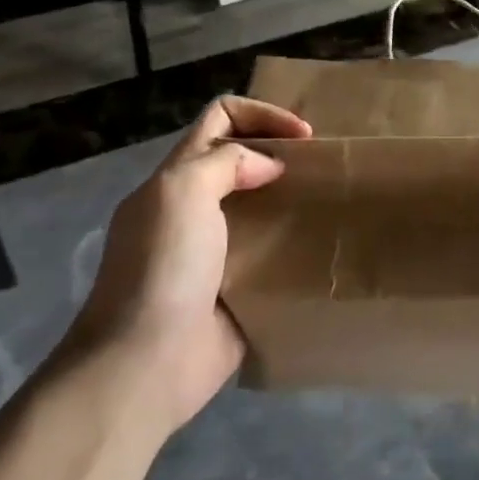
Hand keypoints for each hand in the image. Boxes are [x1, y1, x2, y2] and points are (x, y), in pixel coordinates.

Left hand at [65, 95, 310, 430]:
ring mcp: (217, 251)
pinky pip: (273, 255)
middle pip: (243, 160)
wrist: (145, 364)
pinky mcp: (238, 288)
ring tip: (332, 203)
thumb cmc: (162, 269)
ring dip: (295, 199)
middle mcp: (196, 207)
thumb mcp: (182, 192)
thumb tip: (269, 167)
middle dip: (284, 154)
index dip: (263, 115)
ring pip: (262, 206)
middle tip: (324, 167)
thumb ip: (225, 162)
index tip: (304, 136)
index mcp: (177, 178)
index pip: (220, 119)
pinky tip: (324, 247)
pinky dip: (297, 245)